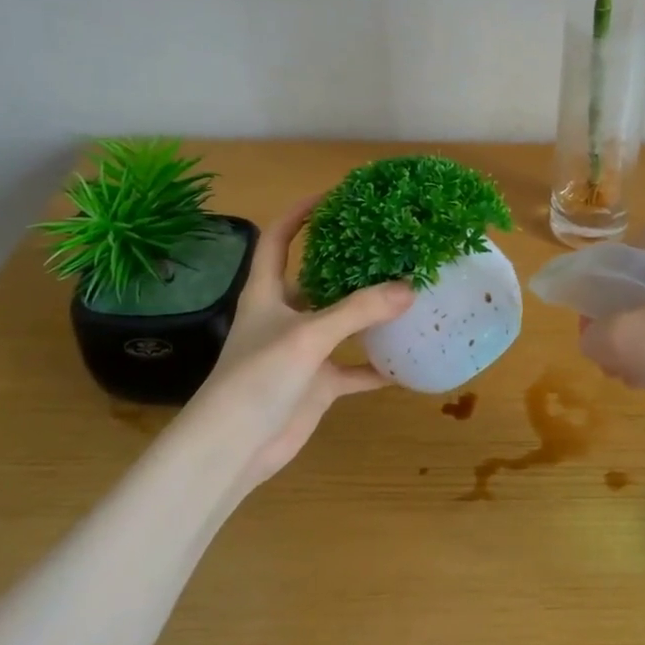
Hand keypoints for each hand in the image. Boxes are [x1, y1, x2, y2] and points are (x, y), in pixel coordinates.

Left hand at [184, 197, 412, 491]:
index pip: (279, 240)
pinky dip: (379, 366)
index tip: (335, 196)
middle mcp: (285, 317)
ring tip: (408, 293)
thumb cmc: (258, 378)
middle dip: (349, 263)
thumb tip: (410, 288)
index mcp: (267, 293)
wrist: (234, 448)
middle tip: (389, 245)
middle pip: (318, 279)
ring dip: (370, 313)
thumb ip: (358, 311)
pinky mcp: (317, 385)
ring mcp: (303, 353)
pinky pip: (355, 369)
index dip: (301, 214)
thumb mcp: (308, 336)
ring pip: (342, 324)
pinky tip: (409, 360)